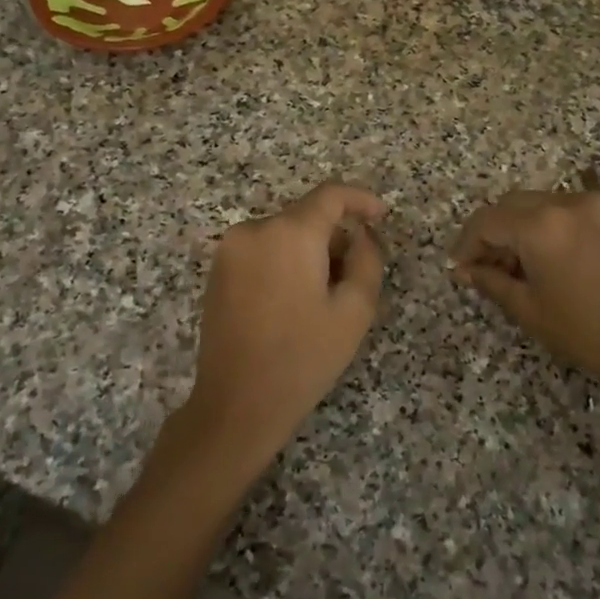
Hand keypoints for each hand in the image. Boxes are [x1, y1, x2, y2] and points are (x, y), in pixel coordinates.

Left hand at [185, 183, 387, 471]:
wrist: (237, 403)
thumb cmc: (303, 357)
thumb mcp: (354, 311)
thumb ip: (367, 260)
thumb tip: (362, 236)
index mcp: (290, 233)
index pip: (331, 195)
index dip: (361, 199)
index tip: (382, 215)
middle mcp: (255, 229)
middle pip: (306, 216)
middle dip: (335, 236)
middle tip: (355, 275)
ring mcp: (230, 249)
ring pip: (284, 233)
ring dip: (310, 250)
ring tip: (324, 296)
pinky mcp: (217, 270)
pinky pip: (262, 249)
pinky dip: (284, 260)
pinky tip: (294, 301)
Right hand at [452, 188, 599, 404]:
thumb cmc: (587, 333)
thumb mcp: (529, 309)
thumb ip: (491, 280)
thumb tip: (466, 269)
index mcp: (541, 225)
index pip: (487, 221)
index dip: (467, 244)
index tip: (459, 268)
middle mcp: (564, 202)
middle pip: (510, 205)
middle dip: (490, 233)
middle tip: (482, 268)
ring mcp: (591, 203)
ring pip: (536, 203)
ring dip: (517, 227)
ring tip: (514, 267)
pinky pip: (563, 208)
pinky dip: (545, 224)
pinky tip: (543, 255)